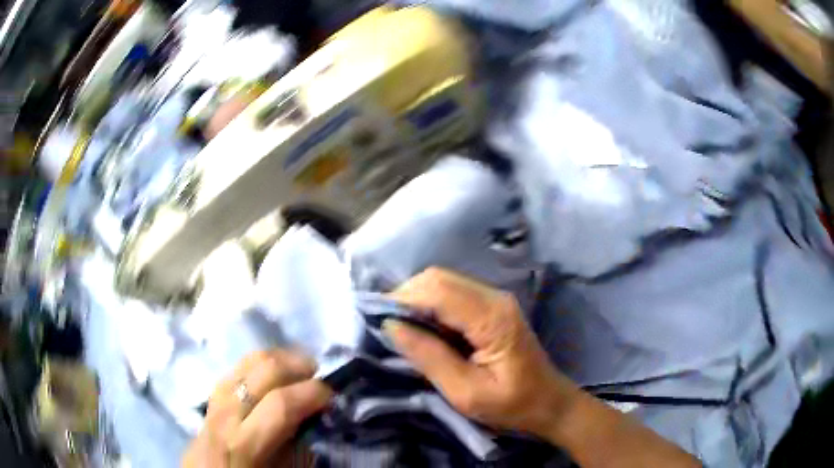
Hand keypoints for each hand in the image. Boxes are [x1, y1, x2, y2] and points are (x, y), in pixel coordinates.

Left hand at [182, 349, 331, 467]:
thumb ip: (299, 445)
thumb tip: (316, 416)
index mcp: (244, 443)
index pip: (280, 404)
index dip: (311, 393)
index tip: (330, 395)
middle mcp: (226, 413)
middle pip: (262, 371)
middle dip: (296, 365)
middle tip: (317, 374)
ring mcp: (215, 398)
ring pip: (246, 361)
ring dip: (279, 359)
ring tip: (299, 367)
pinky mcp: (211, 392)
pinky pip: (237, 367)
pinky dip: (260, 363)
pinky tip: (272, 371)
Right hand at [383, 268, 579, 438]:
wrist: (549, 403)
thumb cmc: (512, 405)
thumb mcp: (466, 393)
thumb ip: (429, 358)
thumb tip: (391, 327)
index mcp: (492, 318)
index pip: (437, 290)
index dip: (402, 300)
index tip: (378, 322)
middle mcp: (494, 298)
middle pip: (438, 278)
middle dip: (406, 297)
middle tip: (387, 327)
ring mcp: (495, 299)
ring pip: (443, 282)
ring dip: (416, 300)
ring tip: (400, 329)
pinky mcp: (492, 307)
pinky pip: (452, 293)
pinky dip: (430, 305)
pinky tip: (422, 328)